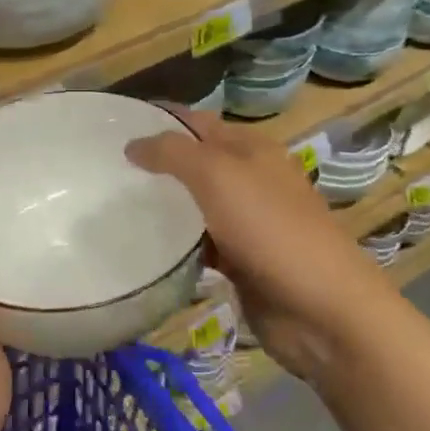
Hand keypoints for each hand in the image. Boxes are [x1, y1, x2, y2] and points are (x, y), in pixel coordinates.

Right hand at [127, 110, 386, 382]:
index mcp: (250, 149)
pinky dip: (178, 245)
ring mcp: (248, 222)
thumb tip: (133, 144)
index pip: (196, 122)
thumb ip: (172, 153)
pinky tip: (146, 249)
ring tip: (114, 207)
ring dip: (164, 206)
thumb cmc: (271, 230)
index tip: (112, 127)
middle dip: (156, 164)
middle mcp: (250, 179)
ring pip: (196, 205)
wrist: (323, 310)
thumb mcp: (217, 176)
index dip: (159, 119)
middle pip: (194, 163)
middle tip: (106, 171)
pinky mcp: (243, 261)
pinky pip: (201, 244)